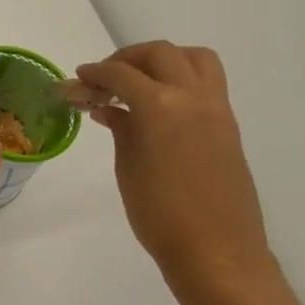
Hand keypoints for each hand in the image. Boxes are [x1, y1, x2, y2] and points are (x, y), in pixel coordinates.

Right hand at [74, 41, 273, 292]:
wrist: (216, 251)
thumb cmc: (160, 214)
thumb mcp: (128, 167)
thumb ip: (121, 128)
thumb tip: (110, 109)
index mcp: (161, 106)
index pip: (121, 74)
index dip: (94, 73)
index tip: (76, 80)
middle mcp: (193, 96)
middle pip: (160, 53)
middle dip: (127, 58)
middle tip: (104, 78)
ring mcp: (217, 109)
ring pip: (194, 58)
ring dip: (163, 60)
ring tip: (139, 82)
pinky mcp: (228, 125)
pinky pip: (206, 83)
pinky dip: (180, 80)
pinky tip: (158, 107)